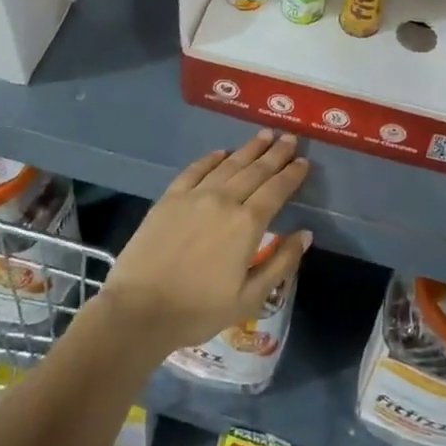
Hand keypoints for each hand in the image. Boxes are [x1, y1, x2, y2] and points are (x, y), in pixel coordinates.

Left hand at [98, 131, 310, 353]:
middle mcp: (224, 200)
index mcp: (247, 224)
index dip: (292, 174)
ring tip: (264, 135)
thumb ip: (280, 263)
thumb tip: (306, 234)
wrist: (139, 310)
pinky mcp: (169, 198)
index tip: (303, 161)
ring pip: (228, 165)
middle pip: (255, 171)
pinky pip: (195, 170)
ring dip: (248, 149)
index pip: (276, 190)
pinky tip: (221, 153)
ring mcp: (194, 196)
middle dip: (275, 153)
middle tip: (289, 138)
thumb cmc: (198, 310)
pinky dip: (211, 158)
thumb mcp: (250, 298)